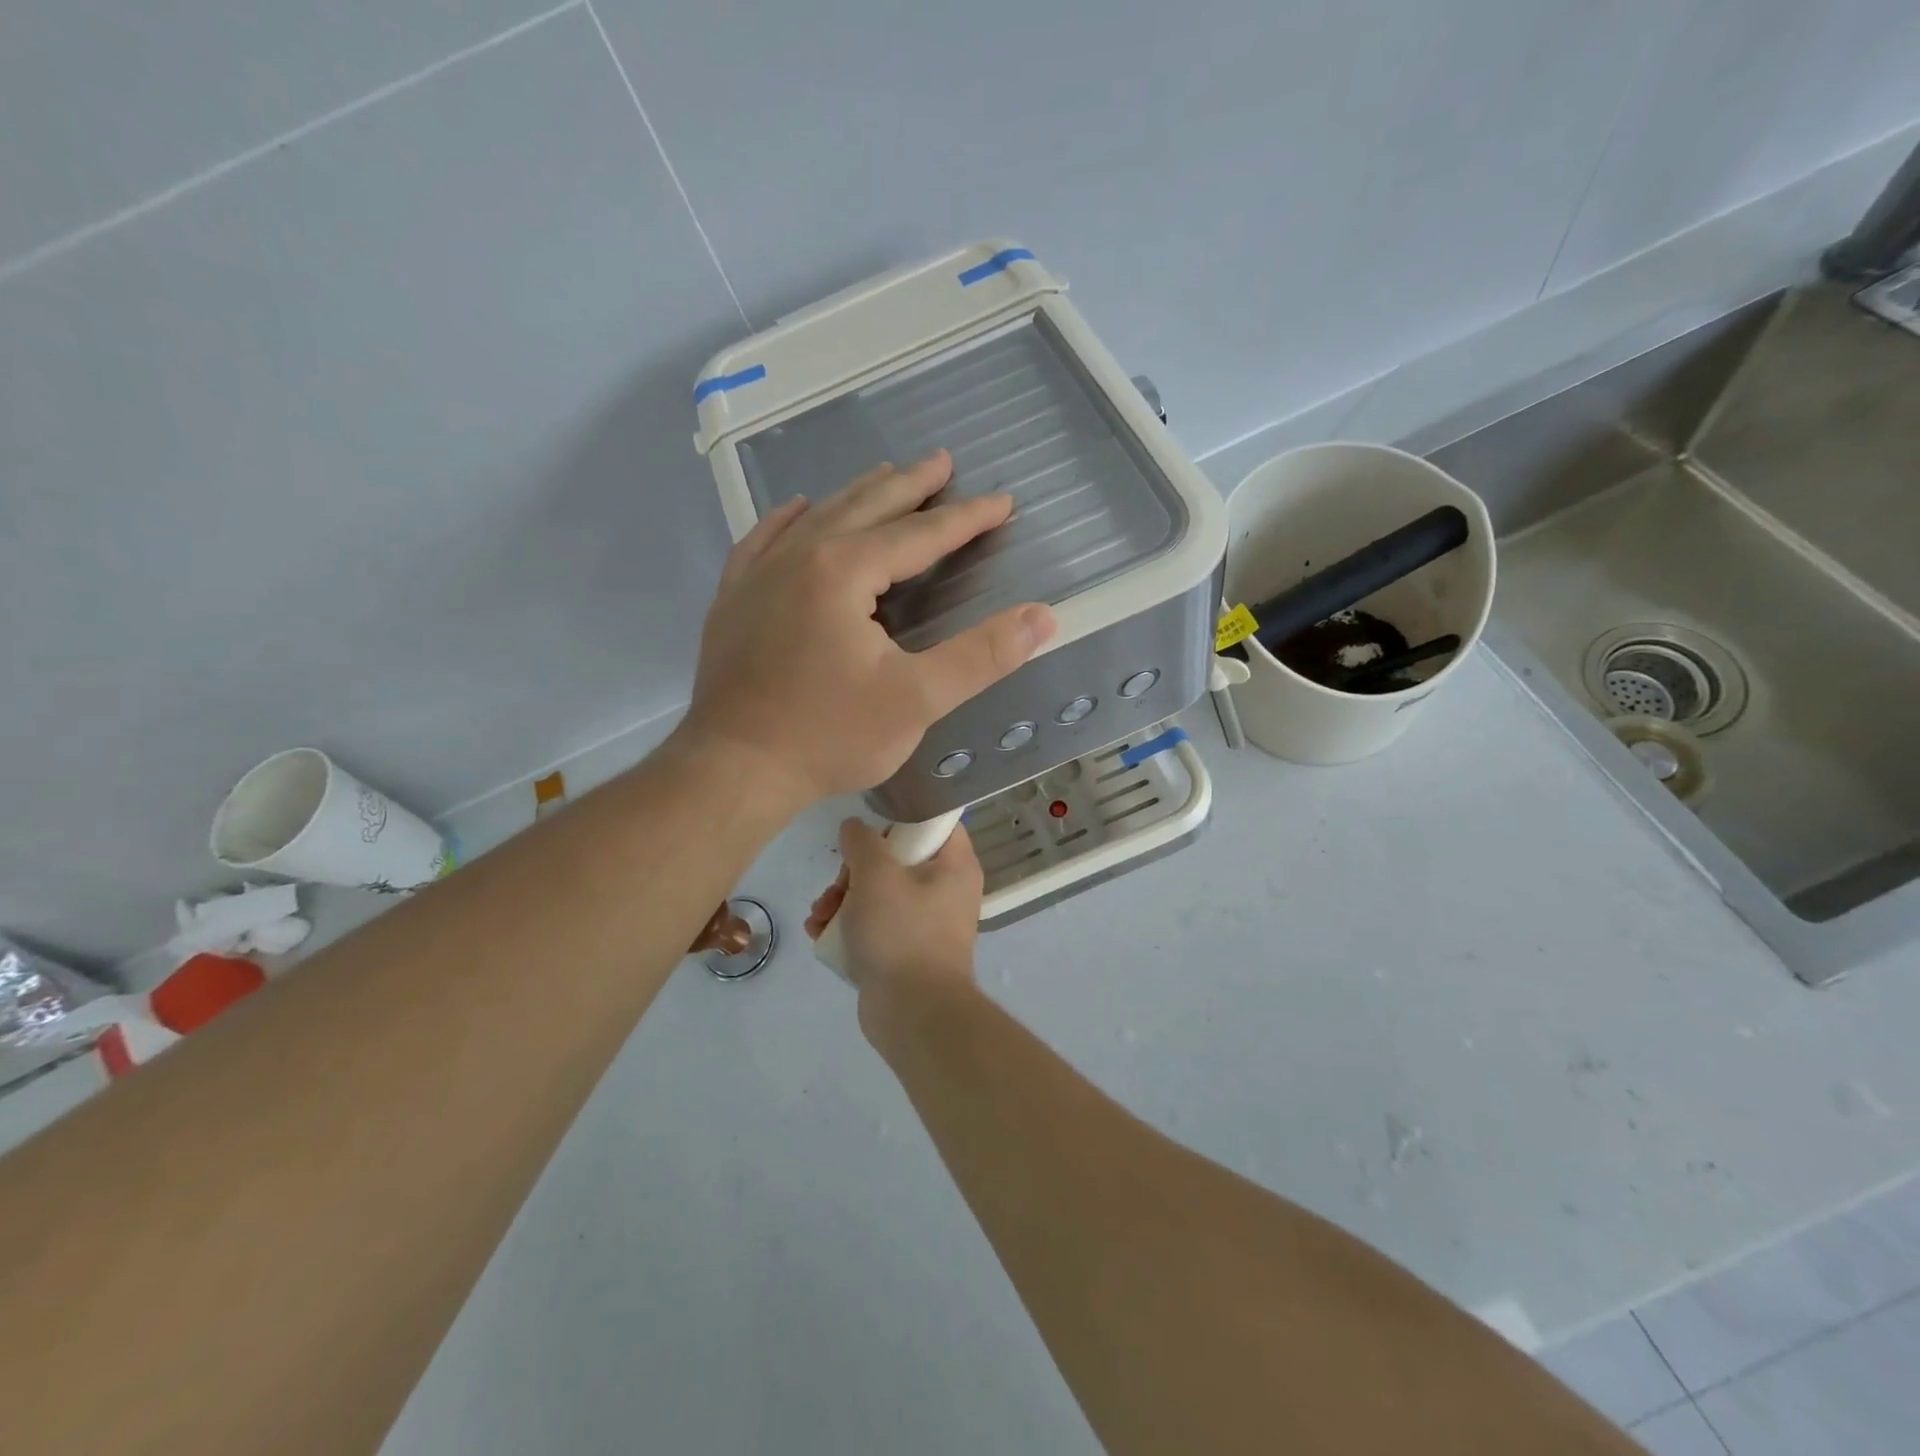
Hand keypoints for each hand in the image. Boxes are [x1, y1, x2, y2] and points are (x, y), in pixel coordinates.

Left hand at [681, 452, 1055, 809]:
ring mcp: (758, 575)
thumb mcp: (917, 700)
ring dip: (858, 495)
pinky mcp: (733, 600)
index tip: (1002, 502)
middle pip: (866, 507)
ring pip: (817, 517)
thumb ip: (981, 656)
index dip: (966, 518)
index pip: (920, 534)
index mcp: (844, 571)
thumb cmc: (828, 736)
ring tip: (886, 476)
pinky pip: (763, 540)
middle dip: (910, 485)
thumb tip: (1043, 617)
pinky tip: (798, 510)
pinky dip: (789, 519)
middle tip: (942, 462)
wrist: (733, 769)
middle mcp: (799, 556)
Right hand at [806, 817, 981, 1014]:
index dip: (901, 816)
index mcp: (955, 865)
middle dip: (856, 869)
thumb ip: (862, 841)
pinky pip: (874, 923)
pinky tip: (819, 932)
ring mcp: (925, 922)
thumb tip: (855, 828)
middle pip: (897, 857)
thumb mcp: (876, 875)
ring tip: (820, 915)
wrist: (912, 1014)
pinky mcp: (903, 950)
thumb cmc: (901, 933)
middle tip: (840, 884)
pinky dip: (847, 924)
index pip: (936, 821)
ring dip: (842, 897)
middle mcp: (945, 890)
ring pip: (878, 891)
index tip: (869, 825)